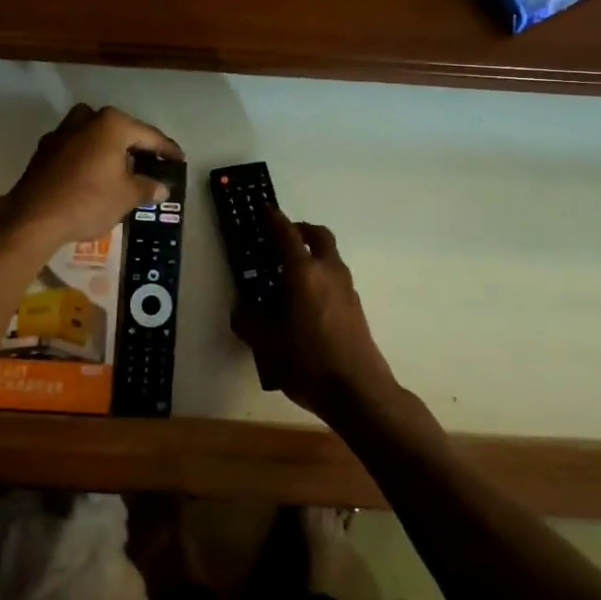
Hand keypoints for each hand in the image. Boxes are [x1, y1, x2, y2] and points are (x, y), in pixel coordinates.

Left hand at [0, 104, 179, 249]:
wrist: (34, 218)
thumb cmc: (88, 201)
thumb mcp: (127, 197)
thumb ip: (147, 187)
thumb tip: (161, 188)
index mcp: (112, 124)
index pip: (149, 135)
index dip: (167, 149)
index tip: (179, 159)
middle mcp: (87, 119)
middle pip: (120, 130)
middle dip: (136, 147)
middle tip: (152, 164)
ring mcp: (62, 132)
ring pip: (95, 135)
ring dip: (110, 149)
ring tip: (123, 170)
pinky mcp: (45, 149)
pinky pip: (76, 147)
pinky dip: (89, 157)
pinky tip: (94, 176)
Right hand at [232, 210, 396, 421]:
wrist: (359, 391)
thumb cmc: (308, 361)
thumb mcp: (266, 343)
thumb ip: (248, 321)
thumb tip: (241, 310)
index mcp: (303, 273)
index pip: (287, 234)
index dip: (274, 218)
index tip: (264, 208)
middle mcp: (328, 272)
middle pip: (319, 236)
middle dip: (301, 230)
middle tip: (283, 236)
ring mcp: (347, 289)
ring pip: (331, 257)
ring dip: (313, 253)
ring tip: (290, 272)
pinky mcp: (356, 307)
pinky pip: (336, 278)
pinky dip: (321, 275)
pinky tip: (306, 301)